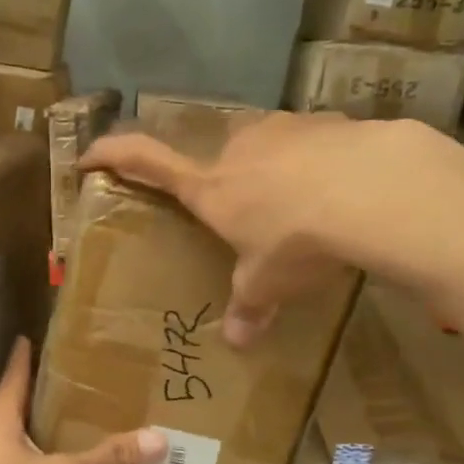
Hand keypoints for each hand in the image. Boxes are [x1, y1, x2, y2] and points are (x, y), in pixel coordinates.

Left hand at [0, 338, 165, 463]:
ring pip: (14, 450)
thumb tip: (158, 437)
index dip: (23, 359)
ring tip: (72, 437)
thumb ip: (108, 460)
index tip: (27, 337)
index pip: (12, 379)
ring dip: (39, 443)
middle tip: (71, 390)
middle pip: (13, 413)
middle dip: (38, 402)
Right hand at [82, 113, 463, 346]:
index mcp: (210, 186)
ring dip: (279, 172)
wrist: (374, 193)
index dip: (112, 155)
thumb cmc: (296, 241)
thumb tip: (239, 343)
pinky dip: (323, 165)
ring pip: (270, 147)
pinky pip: (317, 143)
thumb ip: (250, 307)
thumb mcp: (268, 283)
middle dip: (230, 181)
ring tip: (307, 208)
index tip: (88, 154)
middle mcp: (239, 148)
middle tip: (250, 214)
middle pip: (219, 157)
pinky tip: (345, 192)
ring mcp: (285, 128)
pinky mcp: (332, 121)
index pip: (144, 160)